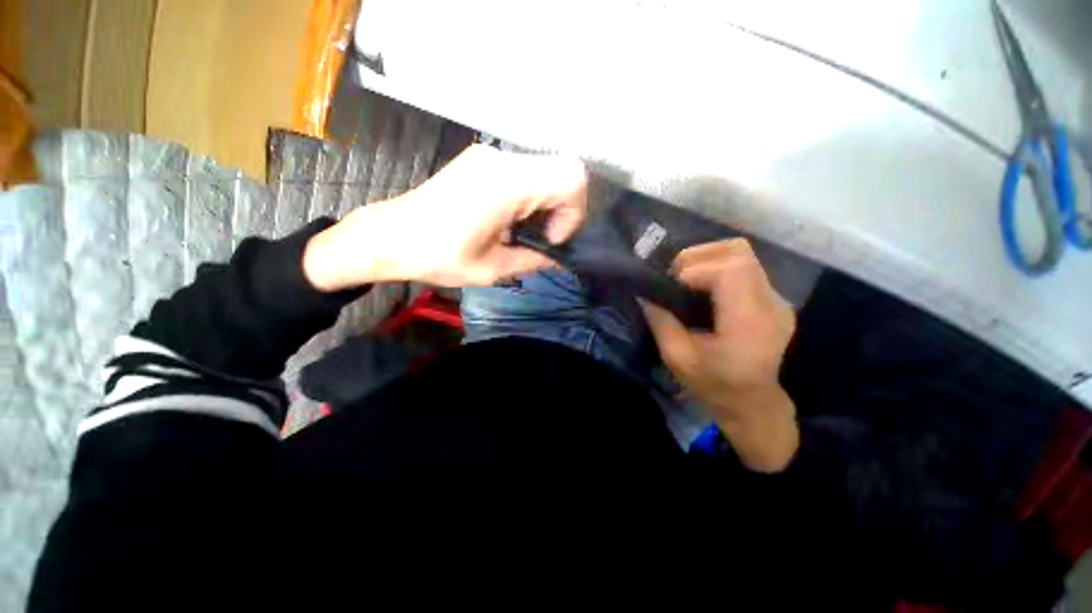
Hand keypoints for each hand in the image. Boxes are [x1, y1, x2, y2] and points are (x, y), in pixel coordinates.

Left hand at [304, 144, 587, 289]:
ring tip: (523, 231)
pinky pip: (526, 172)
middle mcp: (503, 159)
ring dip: (547, 203)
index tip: (549, 240)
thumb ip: (535, 260)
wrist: (390, 236)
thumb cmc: (438, 257)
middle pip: (564, 171)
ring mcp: (491, 156)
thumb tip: (560, 259)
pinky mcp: (483, 160)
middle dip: (564, 209)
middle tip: (541, 237)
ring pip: (547, 170)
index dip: (572, 214)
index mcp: (506, 184)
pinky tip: (510, 219)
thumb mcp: (493, 269)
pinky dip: (532, 196)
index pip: (571, 179)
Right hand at [640, 239, 798, 471]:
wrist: (754, 405)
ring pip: (742, 253)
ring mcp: (775, 299)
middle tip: (674, 277)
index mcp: (748, 322)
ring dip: (707, 258)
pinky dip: (717, 266)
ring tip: (686, 278)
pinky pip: (744, 266)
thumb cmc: (715, 387)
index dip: (694, 269)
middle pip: (738, 252)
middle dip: (698, 256)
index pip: (730, 270)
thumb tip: (645, 295)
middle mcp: (769, 304)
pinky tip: (702, 287)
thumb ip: (660, 322)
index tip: (670, 286)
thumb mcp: (677, 358)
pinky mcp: (771, 299)